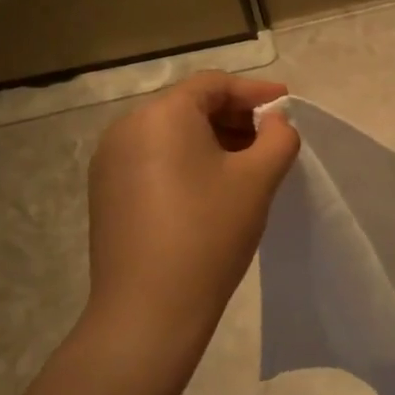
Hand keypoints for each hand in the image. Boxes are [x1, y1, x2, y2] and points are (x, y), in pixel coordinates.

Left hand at [80, 73, 299, 385]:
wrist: (149, 310)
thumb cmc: (209, 233)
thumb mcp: (258, 180)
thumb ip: (278, 138)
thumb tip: (274, 122)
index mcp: (161, 115)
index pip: (214, 85)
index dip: (255, 92)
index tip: (287, 106)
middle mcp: (127, 128)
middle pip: (190, 106)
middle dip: (235, 116)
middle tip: (273, 138)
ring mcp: (110, 162)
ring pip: (171, 134)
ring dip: (213, 140)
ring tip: (248, 165)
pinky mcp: (107, 193)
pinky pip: (154, 160)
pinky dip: (188, 161)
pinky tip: (213, 189)